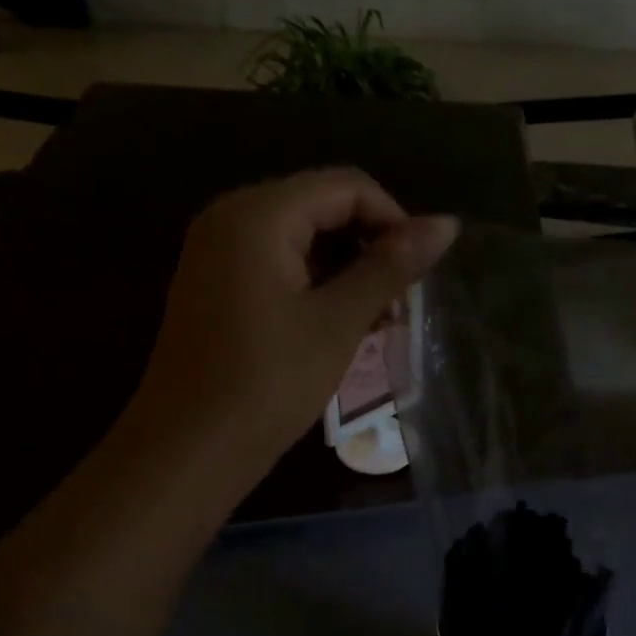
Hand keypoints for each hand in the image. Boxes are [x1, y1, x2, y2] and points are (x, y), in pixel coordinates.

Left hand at [121, 168, 457, 480]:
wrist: (189, 449)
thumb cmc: (269, 382)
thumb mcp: (338, 322)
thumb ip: (390, 267)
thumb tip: (446, 224)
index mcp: (258, 215)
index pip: (346, 187)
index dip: (394, 221)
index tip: (420, 275)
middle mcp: (231, 218)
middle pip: (322, 207)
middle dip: (370, 248)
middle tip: (400, 303)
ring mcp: (217, 253)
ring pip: (302, 239)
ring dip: (347, 270)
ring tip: (377, 321)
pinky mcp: (215, 285)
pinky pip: (277, 265)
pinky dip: (315, 285)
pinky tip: (340, 326)